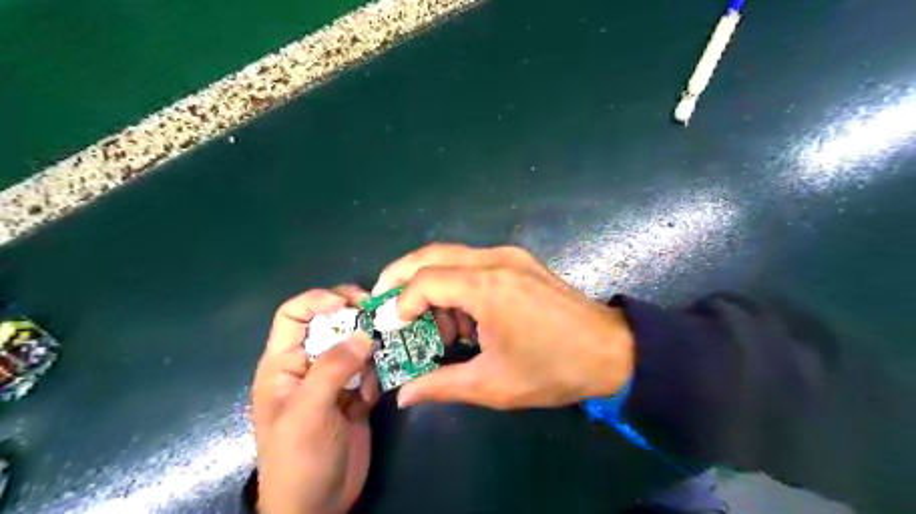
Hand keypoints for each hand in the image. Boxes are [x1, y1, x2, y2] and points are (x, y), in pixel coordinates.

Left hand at [249, 286, 380, 513]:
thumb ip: (333, 369)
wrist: (319, 507)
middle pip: (331, 324)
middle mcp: (309, 365)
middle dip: (355, 319)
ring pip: (356, 345)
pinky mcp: (356, 394)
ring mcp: (335, 380)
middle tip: (380, 319)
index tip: (349, 302)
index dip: (318, 300)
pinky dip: (377, 376)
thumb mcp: (308, 413)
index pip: (294, 315)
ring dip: (370, 352)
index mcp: (284, 364)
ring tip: (378, 368)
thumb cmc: (298, 460)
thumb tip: (363, 334)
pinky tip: (373, 398)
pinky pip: (371, 370)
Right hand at [368, 243, 634, 408]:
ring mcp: (510, 256)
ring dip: (433, 285)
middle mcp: (496, 260)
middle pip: (432, 254)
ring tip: (436, 327)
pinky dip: (457, 285)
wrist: (612, 350)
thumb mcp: (493, 384)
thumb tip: (403, 396)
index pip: (425, 280)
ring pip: (453, 257)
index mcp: (487, 287)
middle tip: (386, 303)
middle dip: (401, 276)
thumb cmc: (553, 369)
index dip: (402, 302)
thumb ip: (441, 385)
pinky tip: (465, 318)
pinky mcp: (520, 261)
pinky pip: (474, 264)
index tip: (395, 329)